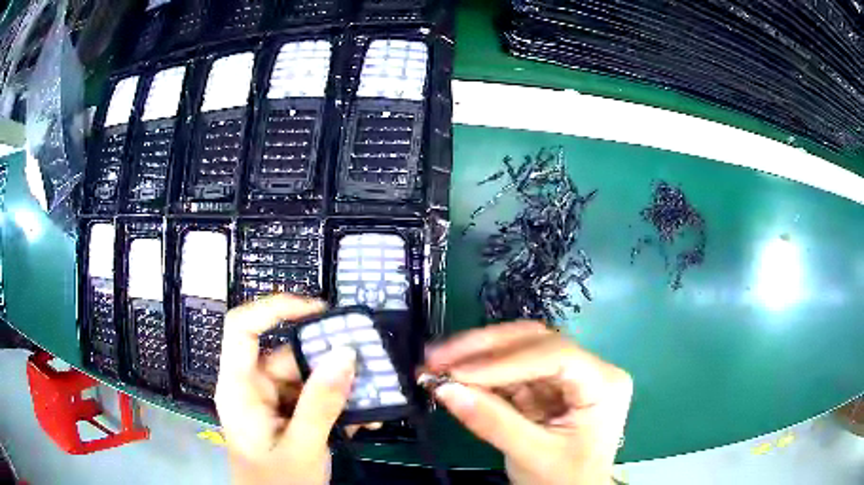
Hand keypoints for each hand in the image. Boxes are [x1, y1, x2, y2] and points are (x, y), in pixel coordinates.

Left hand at [215, 294, 355, 484]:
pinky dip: (339, 404)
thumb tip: (345, 353)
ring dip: (341, 387)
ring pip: (307, 377)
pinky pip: (315, 398)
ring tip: (377, 395)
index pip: (242, 328)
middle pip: (287, 355)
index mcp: (239, 388)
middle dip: (328, 360)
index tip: (319, 311)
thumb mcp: (302, 446)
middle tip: (370, 364)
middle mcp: (253, 387)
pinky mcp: (288, 415)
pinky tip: (366, 417)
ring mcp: (272, 402)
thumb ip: (321, 403)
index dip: (275, 308)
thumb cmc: (277, 483)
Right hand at [425, 321, 632, 484]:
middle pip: (536, 342)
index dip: (504, 361)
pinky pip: (512, 370)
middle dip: (483, 349)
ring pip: (520, 348)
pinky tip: (455, 374)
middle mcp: (590, 368)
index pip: (555, 356)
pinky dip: (481, 373)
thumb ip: (491, 422)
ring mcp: (568, 375)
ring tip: (437, 361)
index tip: (457, 372)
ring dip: (477, 354)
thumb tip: (444, 388)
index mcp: (603, 384)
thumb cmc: (566, 479)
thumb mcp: (532, 455)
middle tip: (437, 357)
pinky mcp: (549, 384)